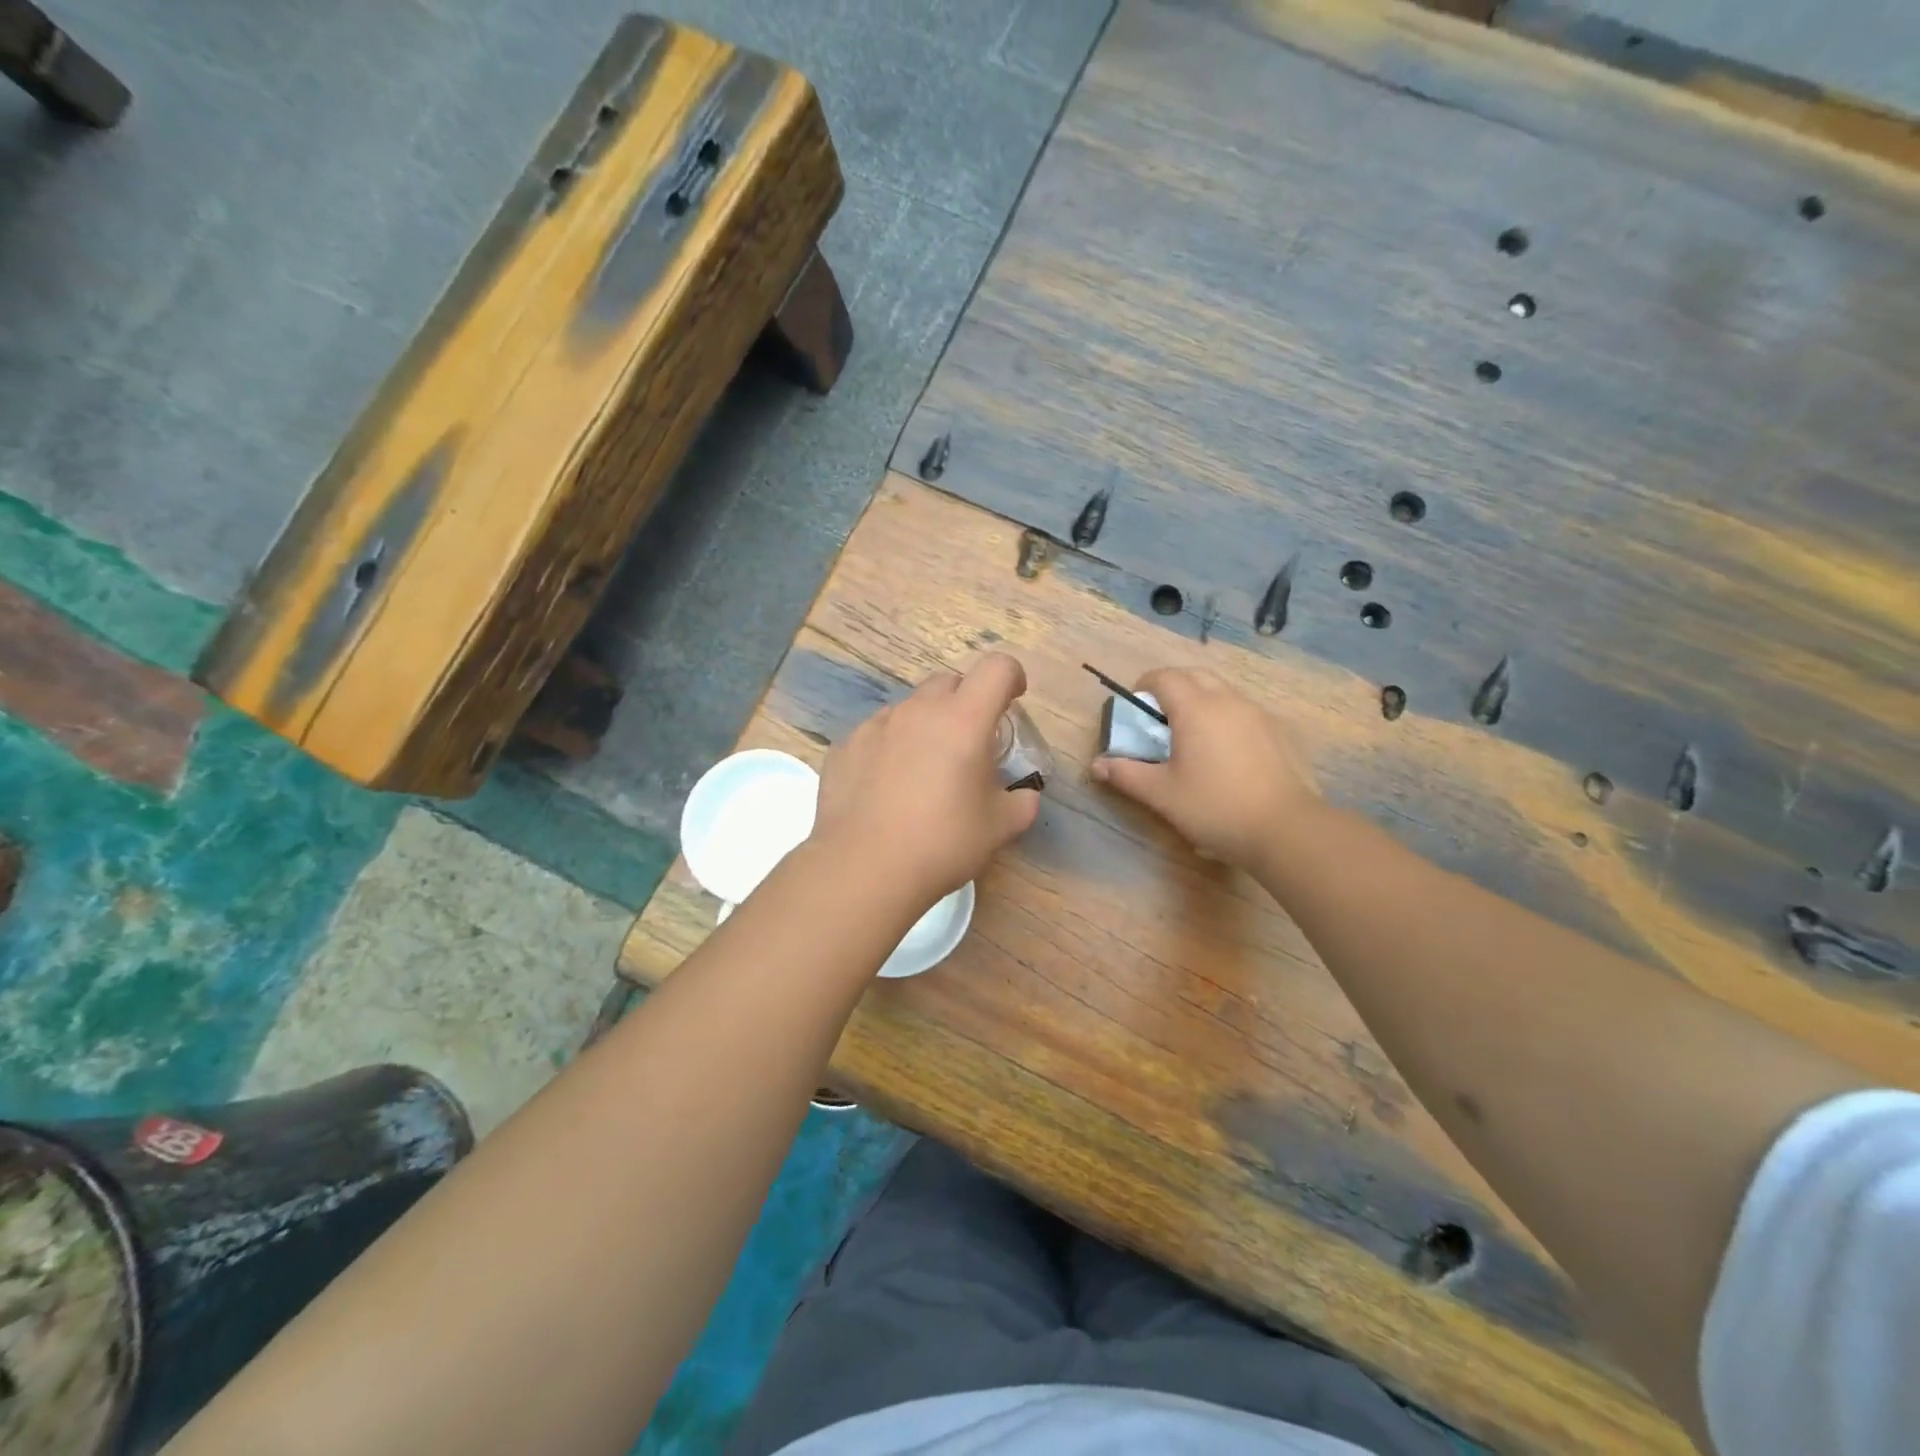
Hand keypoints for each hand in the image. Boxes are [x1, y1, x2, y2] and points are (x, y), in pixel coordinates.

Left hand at [812, 653, 1041, 910]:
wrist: (863, 869)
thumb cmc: (942, 843)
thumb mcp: (1000, 828)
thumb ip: (1022, 802)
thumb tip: (1024, 795)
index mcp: (964, 720)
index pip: (997, 668)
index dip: (1012, 677)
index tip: (1013, 701)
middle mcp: (918, 711)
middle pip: (949, 682)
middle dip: (966, 702)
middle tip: (968, 743)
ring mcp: (876, 725)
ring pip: (910, 708)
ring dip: (926, 725)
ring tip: (923, 770)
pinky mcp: (845, 746)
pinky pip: (877, 733)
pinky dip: (890, 747)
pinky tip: (886, 787)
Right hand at [1090, 667, 1319, 871]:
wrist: (1285, 829)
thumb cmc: (1215, 807)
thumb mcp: (1161, 795)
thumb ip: (1126, 775)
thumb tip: (1097, 765)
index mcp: (1195, 708)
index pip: (1164, 677)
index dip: (1145, 685)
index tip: (1135, 705)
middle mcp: (1228, 701)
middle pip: (1195, 676)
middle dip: (1173, 687)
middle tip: (1159, 717)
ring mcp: (1258, 714)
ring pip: (1223, 691)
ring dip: (1201, 700)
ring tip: (1191, 735)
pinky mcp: (1279, 732)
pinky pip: (1244, 711)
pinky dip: (1226, 718)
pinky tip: (1225, 752)